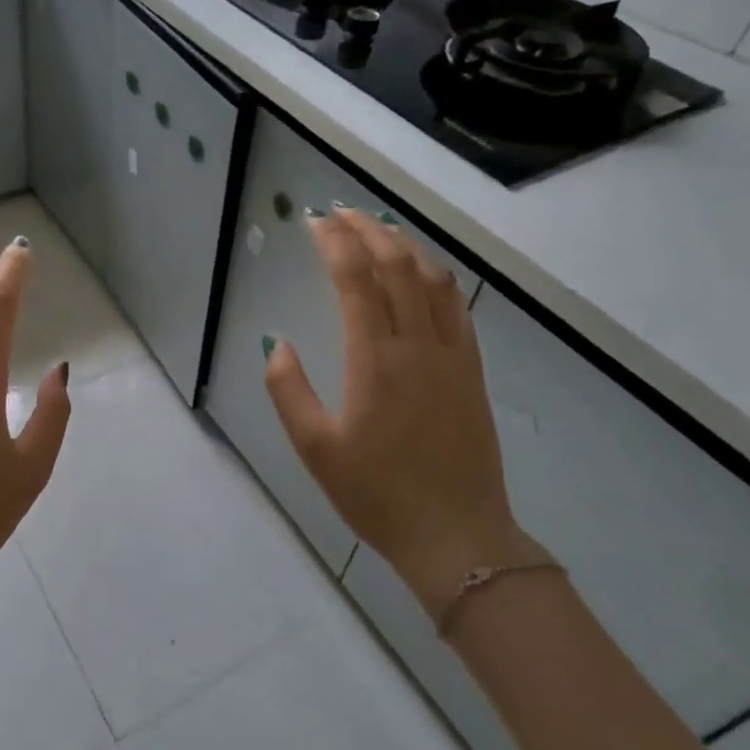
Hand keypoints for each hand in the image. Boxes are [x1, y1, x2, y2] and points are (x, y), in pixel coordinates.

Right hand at [263, 208, 533, 616]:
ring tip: (378, 229)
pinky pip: (457, 306)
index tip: (316, 222)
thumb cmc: (377, 494)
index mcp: (374, 360)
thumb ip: (288, 390)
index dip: (335, 242)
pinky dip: (436, 276)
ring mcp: (452, 355)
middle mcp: (417, 345)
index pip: (356, 279)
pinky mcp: (472, 370)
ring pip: (432, 279)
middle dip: (368, 230)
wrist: (457, 537)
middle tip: (341, 213)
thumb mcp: (315, 449)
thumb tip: (277, 342)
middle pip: (396, 265)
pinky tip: (422, 272)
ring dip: (404, 245)